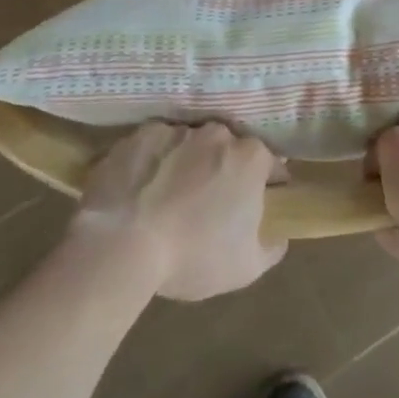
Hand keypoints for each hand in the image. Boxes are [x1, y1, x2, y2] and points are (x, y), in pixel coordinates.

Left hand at [73, 122, 285, 300]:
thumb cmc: (192, 255)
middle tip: (207, 205)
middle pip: (229, 150)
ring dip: (187, 164)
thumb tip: (277, 235)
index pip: (270, 165)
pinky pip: (156, 145)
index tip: (250, 208)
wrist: (121, 245)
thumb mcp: (246, 268)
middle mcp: (219, 133)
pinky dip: (154, 162)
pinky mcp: (142, 134)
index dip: (264, 187)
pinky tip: (141, 190)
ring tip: (167, 199)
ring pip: (191, 145)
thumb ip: (272, 247)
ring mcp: (179, 129)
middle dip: (223, 171)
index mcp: (251, 157)